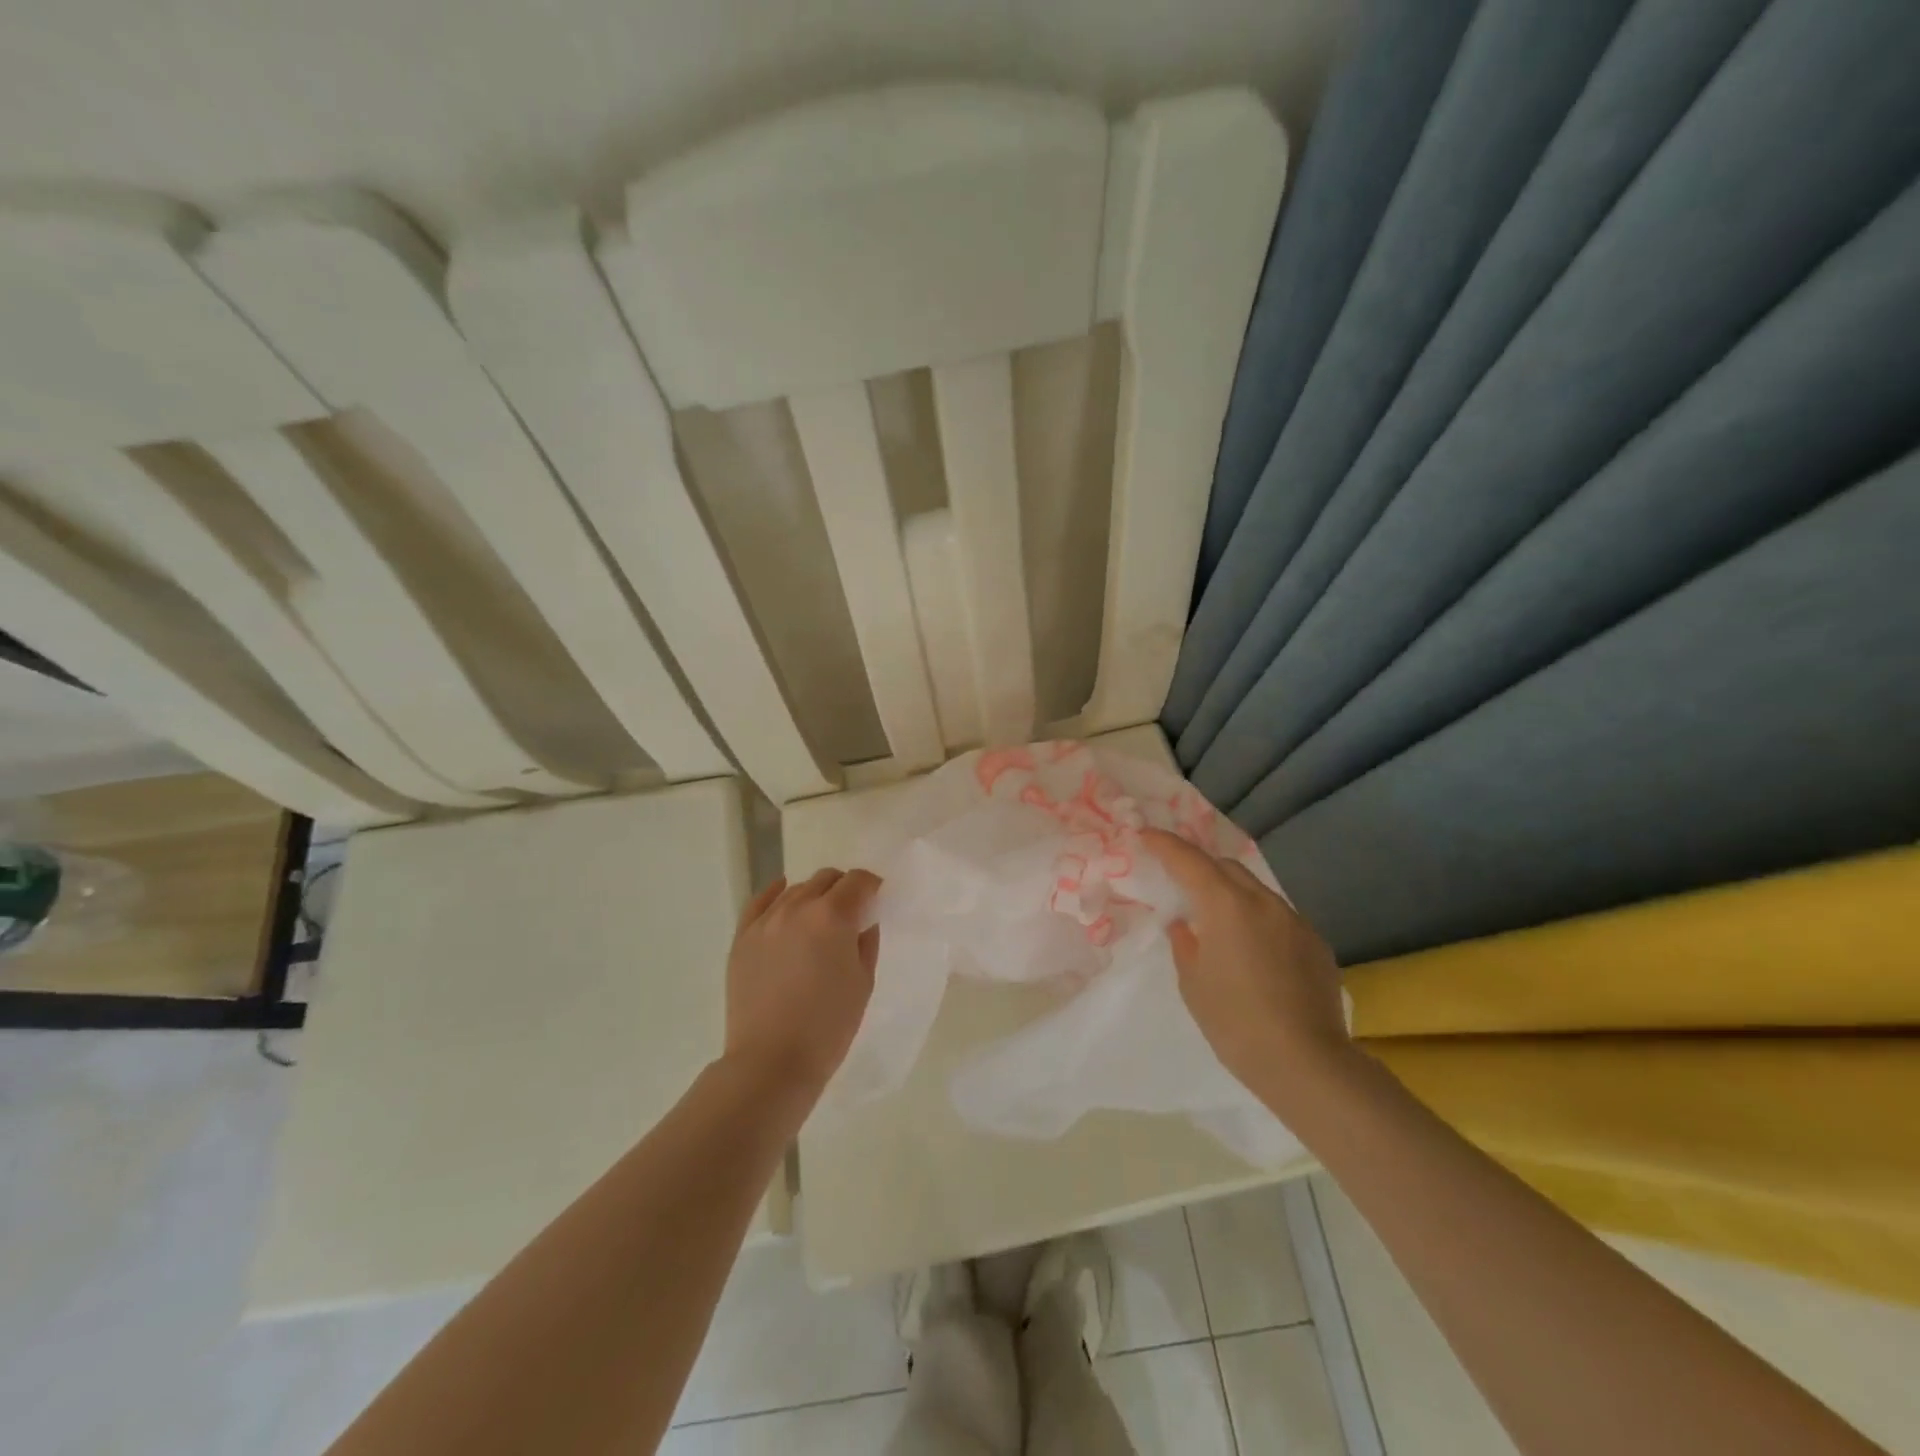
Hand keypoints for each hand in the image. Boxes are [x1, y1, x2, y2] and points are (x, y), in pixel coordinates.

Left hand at [723, 868, 881, 1099]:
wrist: (771, 1062)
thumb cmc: (828, 1026)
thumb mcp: (863, 982)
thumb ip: (866, 941)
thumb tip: (863, 920)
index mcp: (833, 916)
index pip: (858, 881)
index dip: (872, 886)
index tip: (876, 899)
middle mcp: (797, 907)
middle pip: (826, 878)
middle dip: (843, 888)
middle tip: (851, 912)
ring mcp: (765, 921)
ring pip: (795, 889)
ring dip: (813, 896)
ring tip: (818, 920)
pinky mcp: (742, 938)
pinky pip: (759, 902)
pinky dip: (775, 895)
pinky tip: (783, 895)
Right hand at [1141, 829, 1354, 1116]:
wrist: (1306, 1063)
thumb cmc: (1234, 1022)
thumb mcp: (1193, 983)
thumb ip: (1185, 944)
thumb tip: (1184, 925)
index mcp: (1226, 905)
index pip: (1188, 860)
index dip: (1165, 844)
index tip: (1146, 835)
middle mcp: (1263, 902)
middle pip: (1226, 867)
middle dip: (1202, 868)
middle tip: (1183, 886)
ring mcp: (1295, 921)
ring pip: (1256, 891)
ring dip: (1233, 895)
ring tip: (1220, 925)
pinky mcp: (1316, 943)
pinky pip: (1280, 918)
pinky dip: (1259, 922)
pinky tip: (1256, 955)